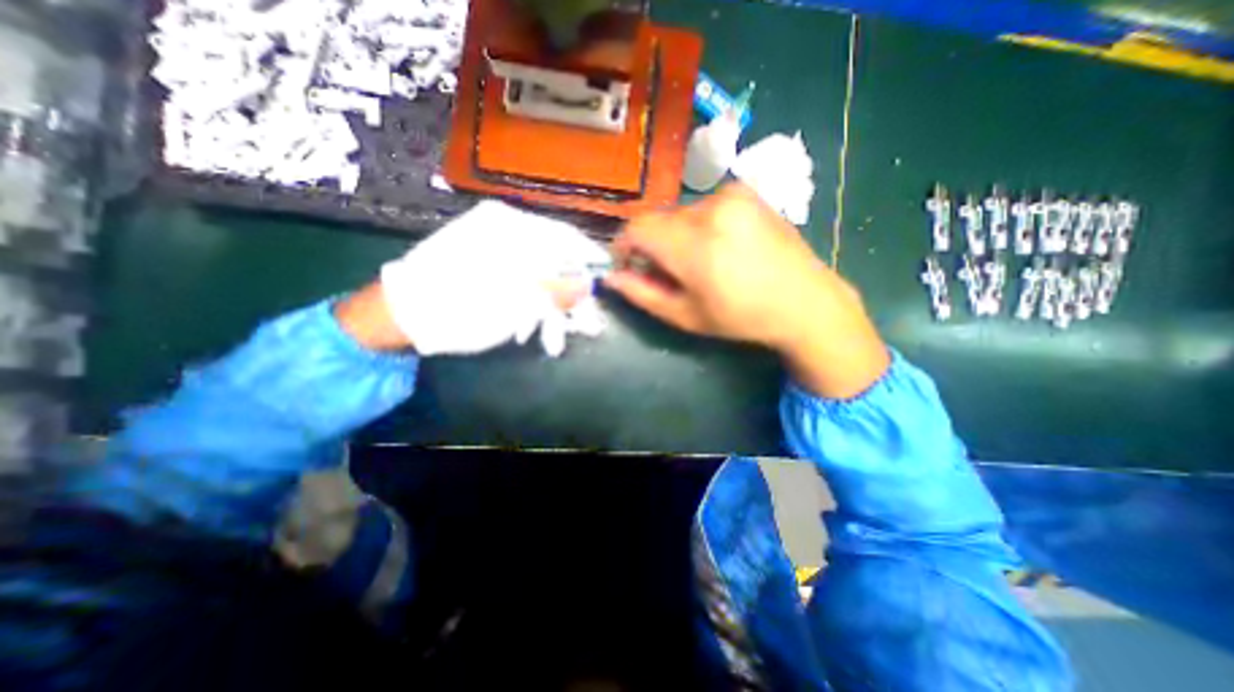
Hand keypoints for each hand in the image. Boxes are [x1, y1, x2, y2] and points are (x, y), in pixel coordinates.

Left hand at [373, 201, 608, 356]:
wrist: (400, 314)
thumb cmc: (459, 309)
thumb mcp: (514, 304)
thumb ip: (555, 291)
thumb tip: (587, 284)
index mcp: (512, 229)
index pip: (565, 237)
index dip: (589, 257)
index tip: (605, 274)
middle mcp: (502, 227)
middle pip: (552, 254)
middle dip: (569, 289)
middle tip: (583, 316)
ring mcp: (488, 240)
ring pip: (535, 267)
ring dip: (549, 300)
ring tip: (555, 330)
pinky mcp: (479, 256)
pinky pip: (516, 272)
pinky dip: (528, 297)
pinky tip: (529, 320)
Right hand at [606, 180, 886, 400]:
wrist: (805, 300)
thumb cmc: (742, 317)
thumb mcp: (686, 316)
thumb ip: (643, 294)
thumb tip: (611, 276)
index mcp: (696, 245)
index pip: (637, 228)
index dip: (624, 245)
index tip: (630, 265)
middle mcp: (711, 209)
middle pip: (657, 220)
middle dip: (653, 245)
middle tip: (669, 272)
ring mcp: (732, 195)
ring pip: (679, 213)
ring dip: (676, 235)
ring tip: (699, 261)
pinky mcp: (746, 191)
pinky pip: (702, 206)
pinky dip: (698, 225)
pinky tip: (719, 245)